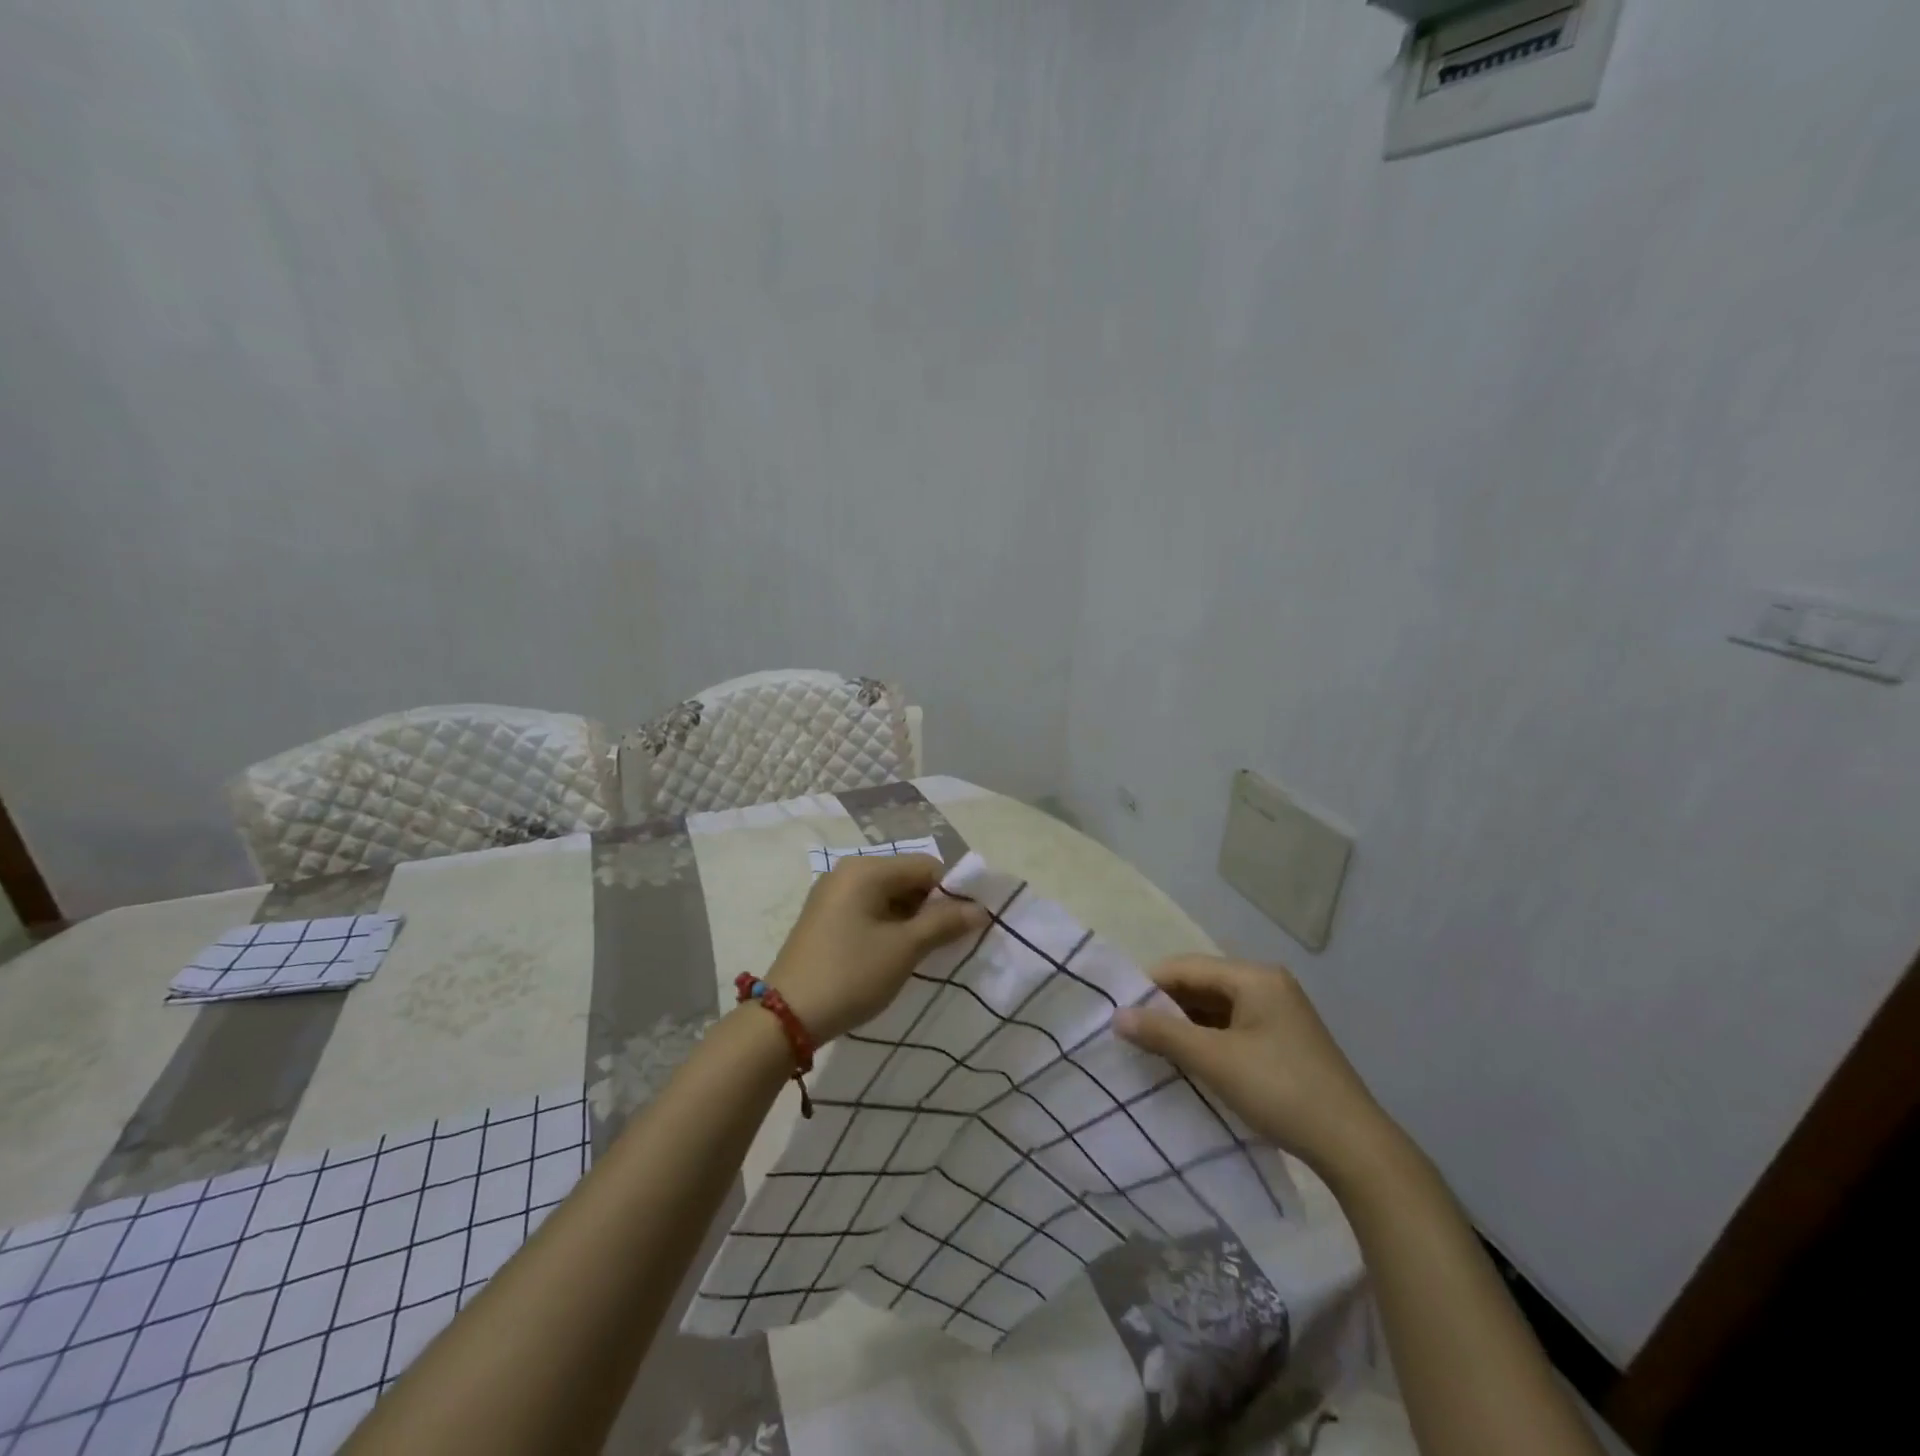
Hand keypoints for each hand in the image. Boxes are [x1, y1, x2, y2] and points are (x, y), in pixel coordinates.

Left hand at [766, 855, 986, 1044]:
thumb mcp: (904, 949)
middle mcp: (847, 872)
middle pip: (906, 878)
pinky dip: (889, 925)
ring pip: (888, 896)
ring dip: (912, 918)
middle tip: (950, 941)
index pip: (925, 866)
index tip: (969, 924)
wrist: (786, 1017)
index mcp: (866, 870)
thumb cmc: (851, 974)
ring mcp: (832, 895)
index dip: (952, 892)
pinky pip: (869, 909)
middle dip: (932, 906)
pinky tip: (897, 953)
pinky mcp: (825, 917)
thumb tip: (979, 910)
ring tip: (926, 951)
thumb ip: (944, 923)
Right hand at [1113, 956, 1397, 1182]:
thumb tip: (1116, 1015)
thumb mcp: (1215, 1060)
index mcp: (1254, 977)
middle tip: (1131, 1030)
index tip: (1118, 1010)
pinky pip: (1233, 1025)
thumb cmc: (1280, 1091)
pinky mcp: (1284, 1039)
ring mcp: (1279, 1012)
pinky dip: (1207, 1038)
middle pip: (1202, 984)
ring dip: (1185, 1023)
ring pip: (1216, 1007)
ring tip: (1151, 1045)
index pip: (1186, 967)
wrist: (1354, 1147)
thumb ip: (1163, 1033)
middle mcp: (1267, 984)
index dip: (1149, 985)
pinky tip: (1188, 1058)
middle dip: (1166, 1005)